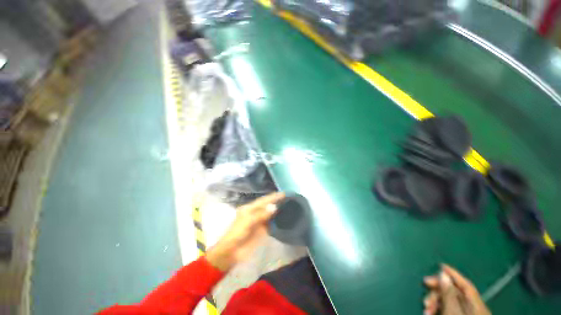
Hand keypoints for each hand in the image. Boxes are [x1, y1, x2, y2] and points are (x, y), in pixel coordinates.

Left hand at [206, 192, 284, 271]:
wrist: (232, 252)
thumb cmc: (237, 233)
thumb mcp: (247, 222)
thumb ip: (261, 214)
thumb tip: (274, 207)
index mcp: (250, 208)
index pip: (264, 200)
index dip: (273, 196)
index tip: (283, 193)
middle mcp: (255, 213)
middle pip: (268, 206)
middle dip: (277, 202)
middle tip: (289, 198)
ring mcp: (259, 221)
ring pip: (270, 214)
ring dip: (278, 210)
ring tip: (289, 206)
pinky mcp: (262, 230)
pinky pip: (271, 223)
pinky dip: (277, 220)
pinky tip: (284, 218)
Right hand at [423, 264, 490, 314]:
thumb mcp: (452, 312)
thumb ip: (449, 294)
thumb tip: (443, 274)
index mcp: (476, 306)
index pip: (466, 285)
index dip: (454, 274)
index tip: (440, 265)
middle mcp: (472, 309)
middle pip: (454, 292)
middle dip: (438, 289)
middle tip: (424, 284)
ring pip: (448, 302)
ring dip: (435, 301)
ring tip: (425, 308)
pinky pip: (446, 310)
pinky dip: (437, 309)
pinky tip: (429, 312)